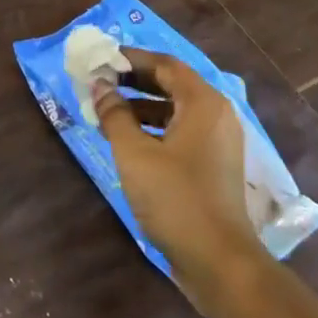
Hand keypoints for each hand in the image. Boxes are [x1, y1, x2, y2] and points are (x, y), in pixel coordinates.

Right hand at [93, 48, 269, 303]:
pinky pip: (180, 132)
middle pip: (172, 84)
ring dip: (141, 106)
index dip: (131, 58)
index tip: (100, 59)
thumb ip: (114, 115)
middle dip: (134, 81)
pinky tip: (127, 141)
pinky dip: (154, 129)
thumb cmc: (175, 198)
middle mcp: (216, 115)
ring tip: (106, 112)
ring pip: (175, 110)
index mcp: (203, 103)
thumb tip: (99, 86)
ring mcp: (218, 142)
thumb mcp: (134, 153)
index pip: (165, 64)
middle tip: (99, 82)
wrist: (217, 259)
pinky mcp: (214, 165)